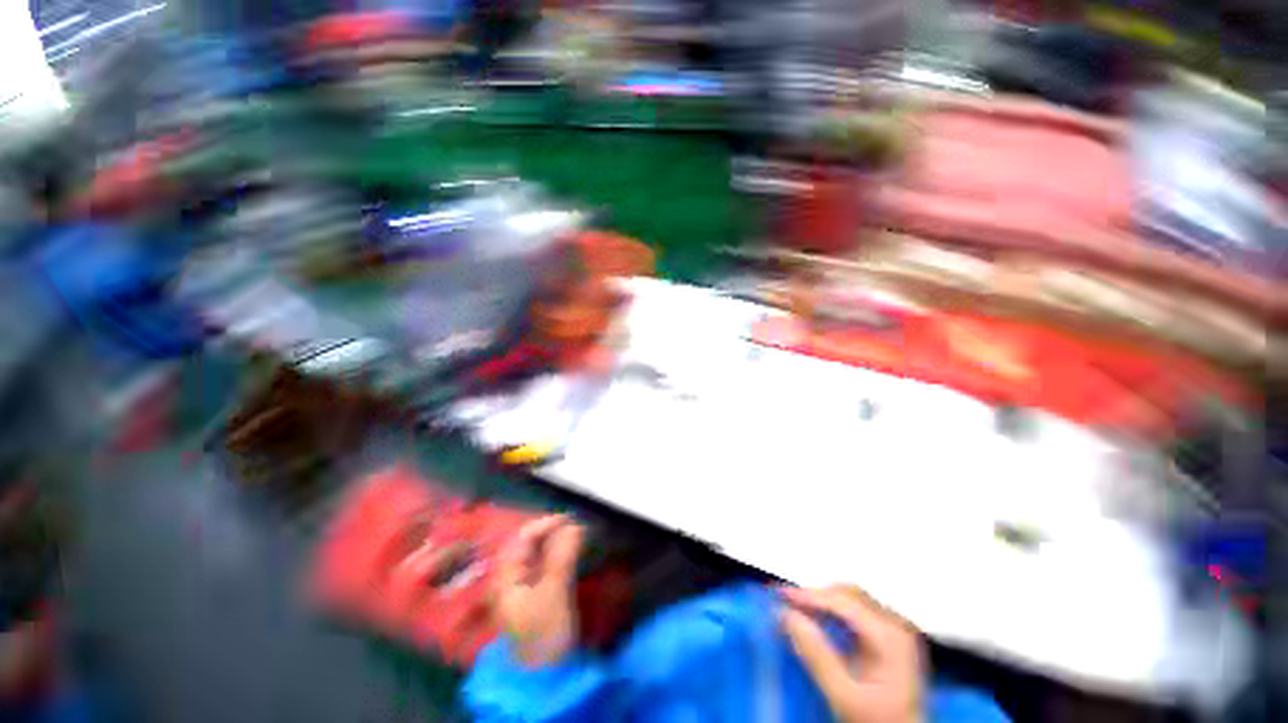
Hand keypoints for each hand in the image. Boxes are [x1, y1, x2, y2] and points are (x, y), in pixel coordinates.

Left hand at [493, 515, 582, 666]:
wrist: (547, 675)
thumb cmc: (545, 632)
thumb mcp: (553, 593)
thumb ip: (562, 557)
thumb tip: (575, 524)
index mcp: (507, 576)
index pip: (523, 538)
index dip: (545, 524)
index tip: (570, 518)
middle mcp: (513, 577)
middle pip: (531, 544)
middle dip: (554, 531)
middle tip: (579, 526)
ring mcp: (525, 585)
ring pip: (541, 553)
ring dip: (559, 541)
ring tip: (580, 535)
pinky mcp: (539, 593)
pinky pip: (549, 564)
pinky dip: (562, 554)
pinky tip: (575, 552)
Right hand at [781, 586, 923, 722]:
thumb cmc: (874, 720)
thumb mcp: (843, 695)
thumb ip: (816, 656)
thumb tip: (787, 616)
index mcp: (890, 637)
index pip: (843, 602)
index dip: (809, 595)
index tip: (780, 595)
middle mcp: (896, 624)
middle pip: (848, 594)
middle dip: (815, 595)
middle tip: (786, 602)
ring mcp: (895, 628)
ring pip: (851, 597)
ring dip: (823, 600)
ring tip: (797, 607)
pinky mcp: (889, 634)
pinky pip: (856, 609)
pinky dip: (833, 609)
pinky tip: (818, 618)